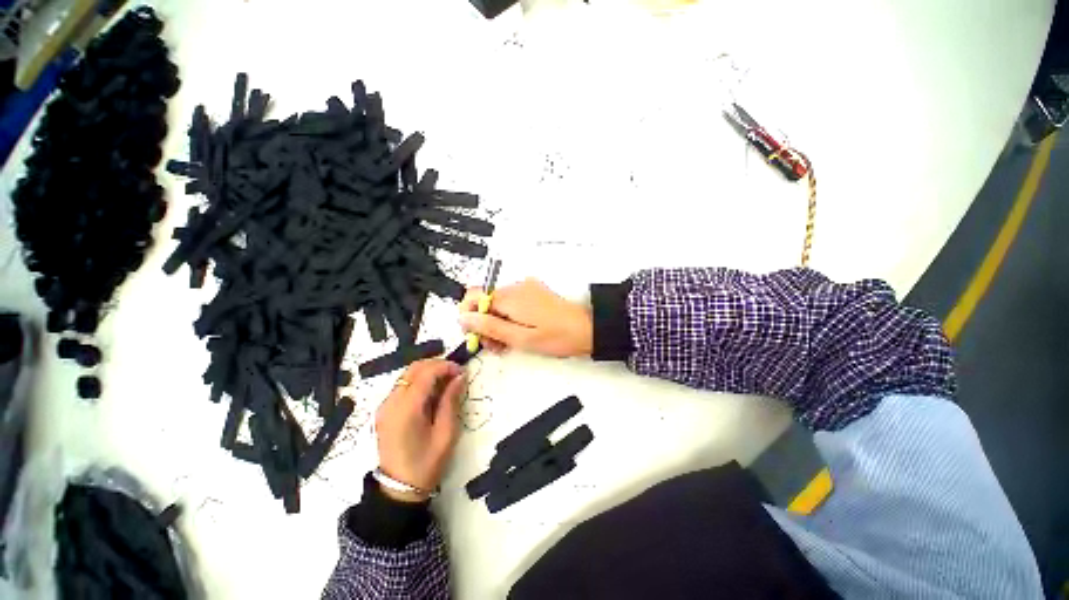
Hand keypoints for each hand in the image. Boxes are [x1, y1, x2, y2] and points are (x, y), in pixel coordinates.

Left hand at [375, 360, 466, 502]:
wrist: (399, 489)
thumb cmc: (426, 463)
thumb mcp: (446, 433)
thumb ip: (451, 401)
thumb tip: (459, 377)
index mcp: (406, 408)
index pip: (426, 372)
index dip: (446, 366)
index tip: (462, 371)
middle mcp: (391, 401)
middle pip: (414, 368)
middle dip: (437, 365)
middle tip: (456, 375)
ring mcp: (385, 405)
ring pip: (407, 375)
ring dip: (428, 372)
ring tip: (447, 383)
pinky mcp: (385, 410)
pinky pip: (403, 386)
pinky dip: (419, 382)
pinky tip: (432, 393)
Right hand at [458, 279, 592, 357]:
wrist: (589, 329)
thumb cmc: (557, 337)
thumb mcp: (521, 338)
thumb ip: (490, 327)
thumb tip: (463, 318)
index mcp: (510, 296)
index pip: (473, 296)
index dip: (468, 316)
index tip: (476, 335)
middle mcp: (516, 287)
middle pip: (485, 301)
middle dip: (483, 323)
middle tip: (494, 346)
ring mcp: (526, 288)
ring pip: (498, 303)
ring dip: (496, 322)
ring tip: (506, 344)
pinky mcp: (534, 293)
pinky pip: (512, 303)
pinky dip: (508, 317)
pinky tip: (517, 333)